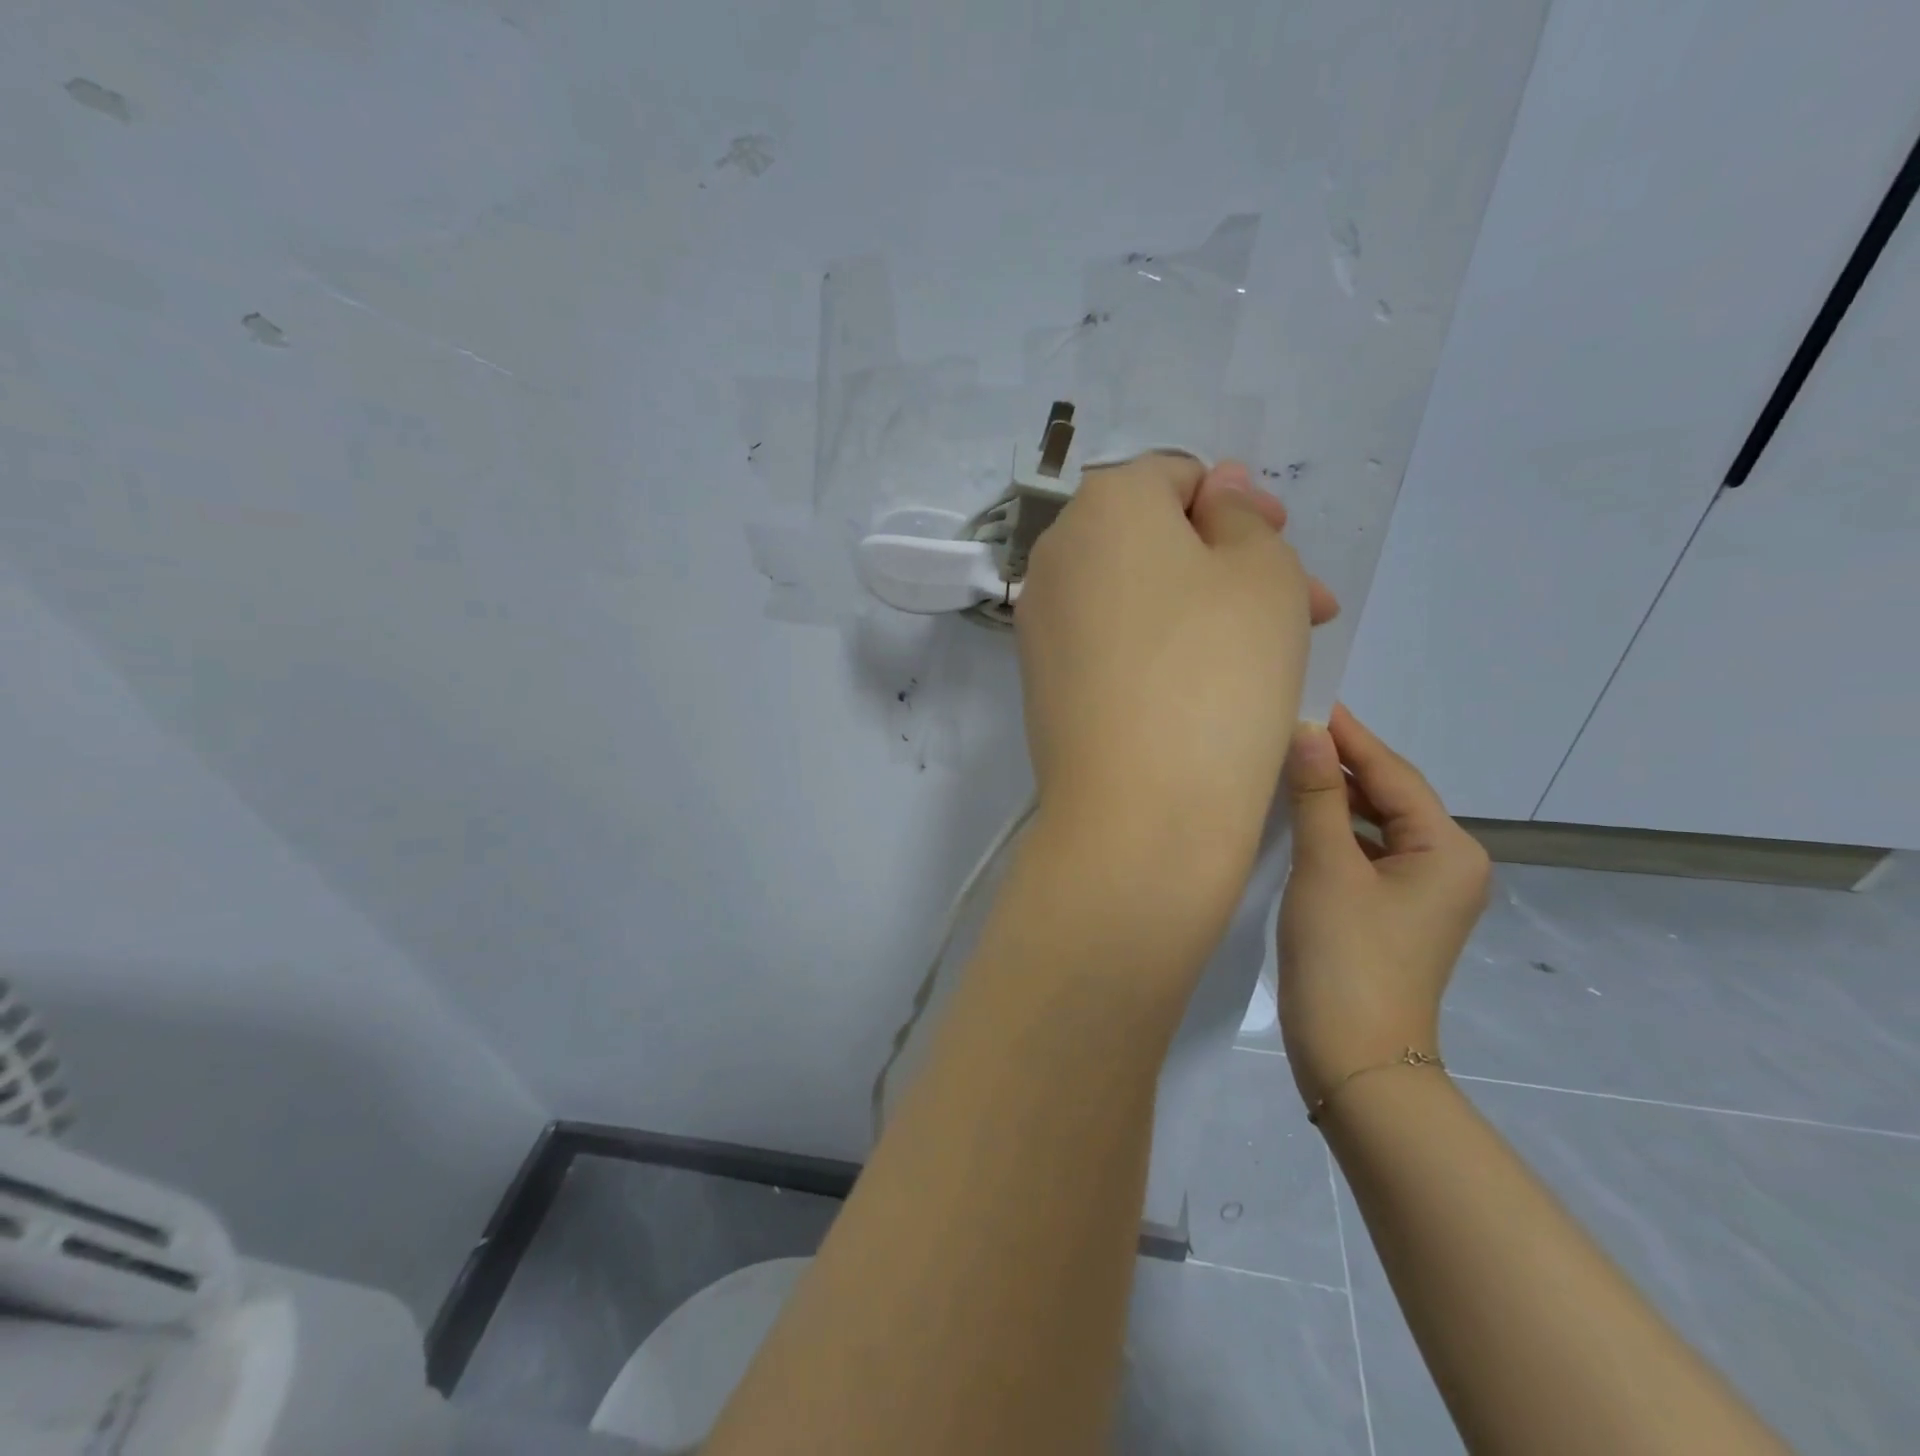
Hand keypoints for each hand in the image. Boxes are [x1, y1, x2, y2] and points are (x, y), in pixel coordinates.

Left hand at [1016, 455, 1337, 950]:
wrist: (1138, 810)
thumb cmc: (1216, 672)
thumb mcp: (1262, 572)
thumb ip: (1241, 516)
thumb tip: (1214, 490)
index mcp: (1103, 504)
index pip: (1177, 476)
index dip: (1239, 505)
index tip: (1284, 547)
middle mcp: (1056, 553)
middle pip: (1154, 538)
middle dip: (1229, 560)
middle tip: (1298, 603)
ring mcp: (1041, 621)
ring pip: (1135, 593)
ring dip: (1203, 607)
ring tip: (1267, 651)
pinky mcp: (1043, 679)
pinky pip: (1110, 641)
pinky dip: (1158, 648)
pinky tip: (1206, 684)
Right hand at [1277, 704, 1490, 1107]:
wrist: (1355, 1058)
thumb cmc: (1347, 955)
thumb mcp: (1327, 868)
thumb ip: (1316, 796)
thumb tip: (1307, 731)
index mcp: (1448, 850)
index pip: (1393, 775)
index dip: (1350, 737)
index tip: (1311, 700)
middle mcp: (1446, 865)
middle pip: (1388, 797)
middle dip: (1341, 764)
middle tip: (1290, 729)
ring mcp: (1419, 894)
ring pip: (1373, 826)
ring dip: (1332, 798)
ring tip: (1286, 764)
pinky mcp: (1390, 914)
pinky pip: (1363, 854)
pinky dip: (1332, 832)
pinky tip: (1296, 818)